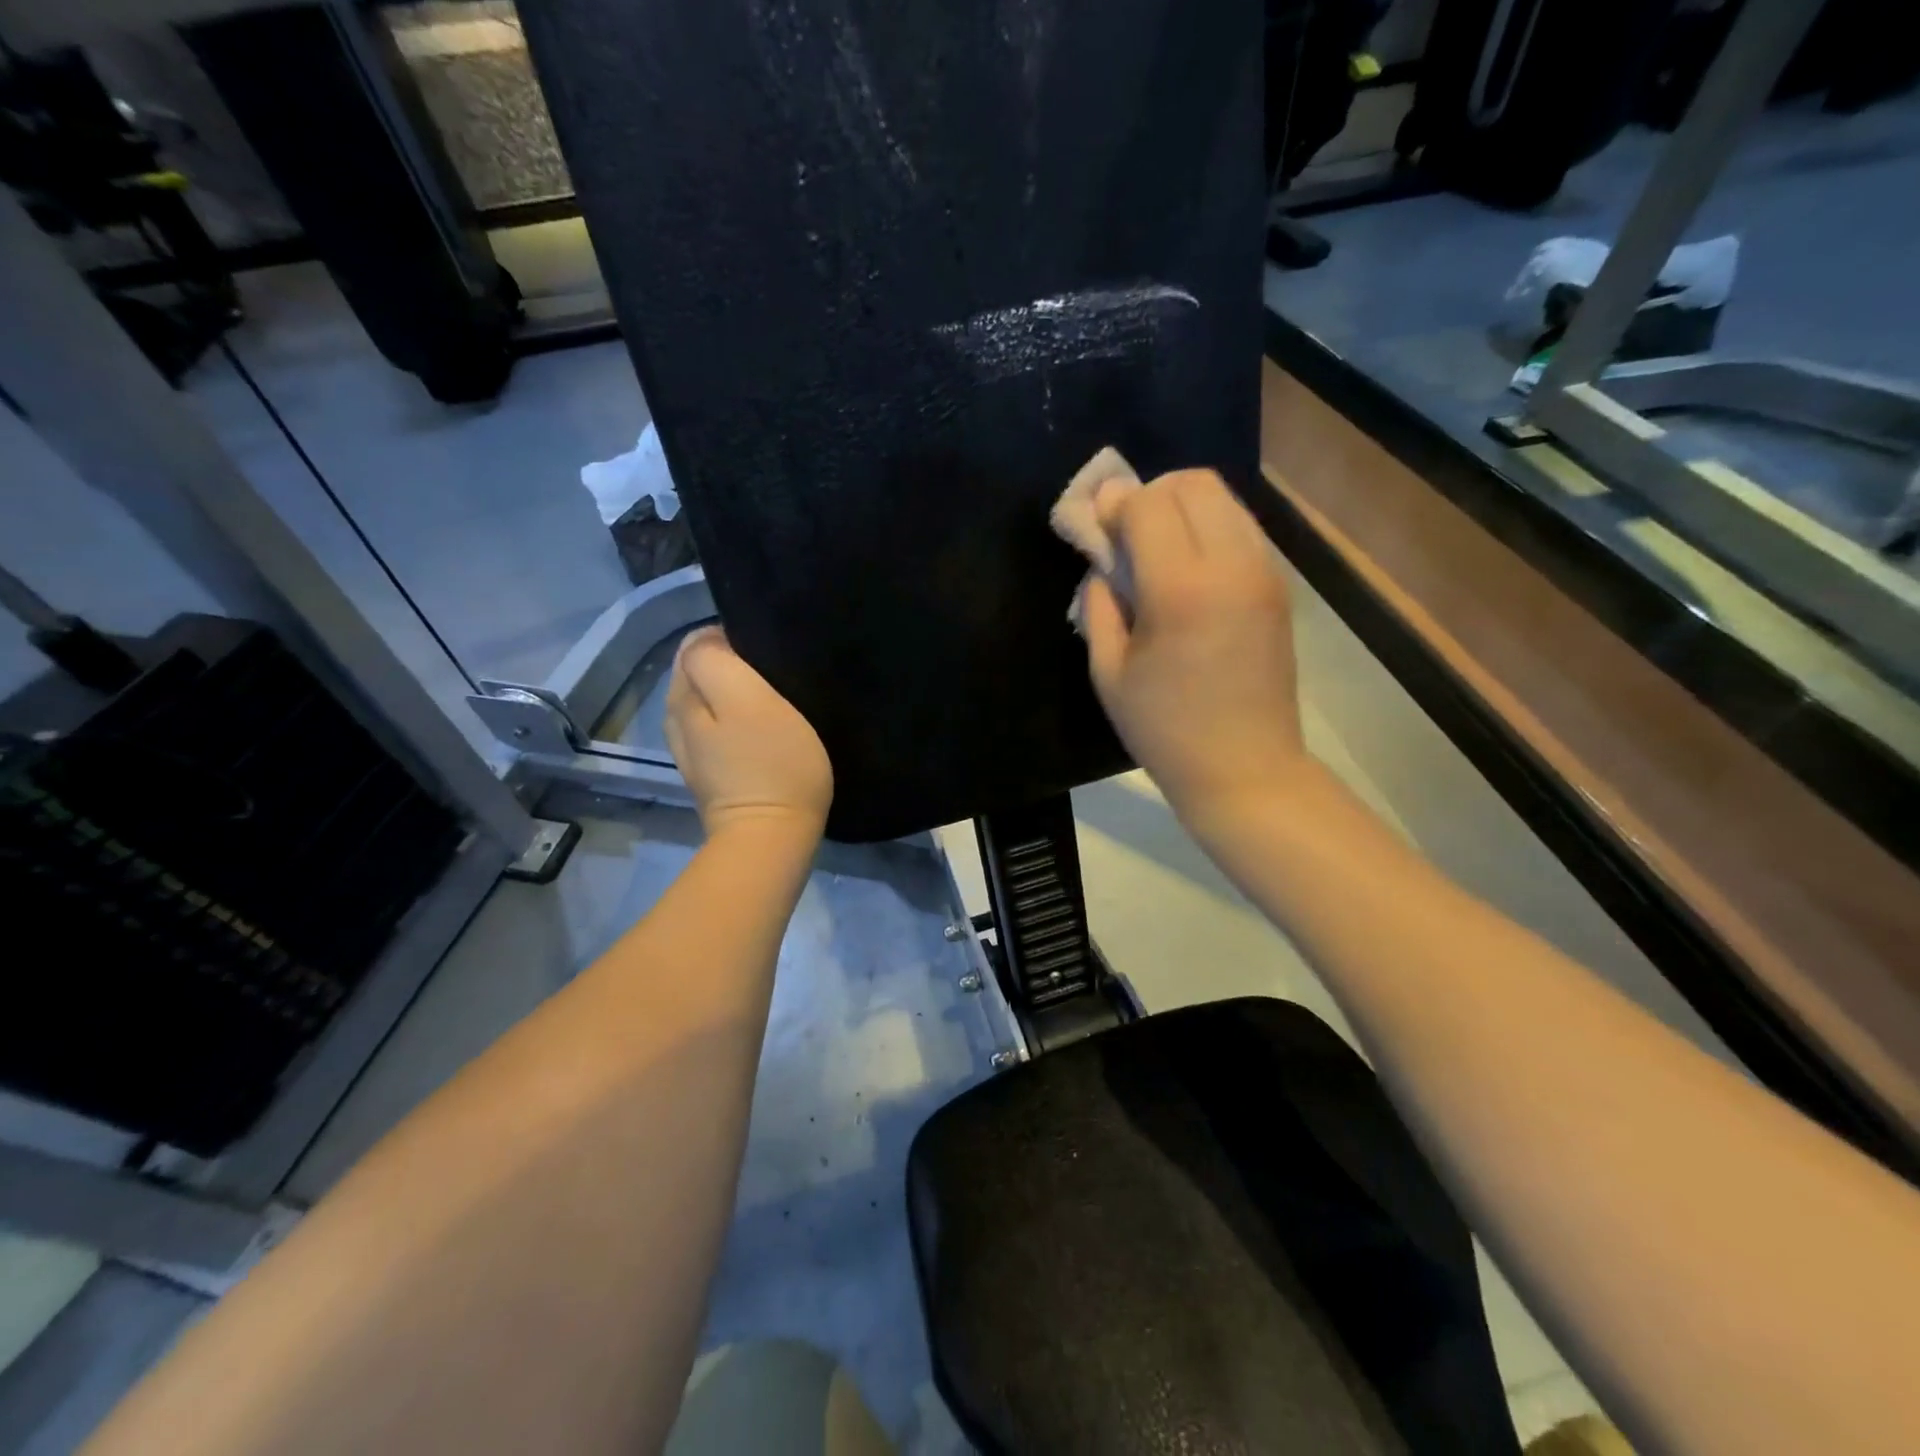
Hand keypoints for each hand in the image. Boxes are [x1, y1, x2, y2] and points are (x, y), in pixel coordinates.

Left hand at [664, 627, 833, 838]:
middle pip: (701, 670)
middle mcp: (677, 719)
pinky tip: (768, 728)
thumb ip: (718, 660)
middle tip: (777, 674)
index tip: (770, 652)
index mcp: (681, 696)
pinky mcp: (714, 771)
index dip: (733, 638)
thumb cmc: (771, 764)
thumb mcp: (748, 699)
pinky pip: (723, 727)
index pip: (697, 642)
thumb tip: (711, 638)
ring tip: (777, 698)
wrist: (773, 838)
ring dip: (739, 692)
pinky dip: (742, 719)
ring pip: (712, 700)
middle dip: (734, 663)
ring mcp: (694, 749)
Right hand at [1081, 470, 1305, 833]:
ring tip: (1156, 550)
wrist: (1245, 767)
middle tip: (1126, 535)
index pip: (1147, 504)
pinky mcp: (1278, 585)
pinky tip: (1188, 569)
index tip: (1095, 527)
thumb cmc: (1165, 730)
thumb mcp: (1109, 673)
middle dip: (1149, 495)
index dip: (1113, 506)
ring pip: (1222, 498)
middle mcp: (1231, 565)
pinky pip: (1240, 527)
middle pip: (1191, 483)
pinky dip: (1208, 528)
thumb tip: (1103, 563)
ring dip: (1181, 507)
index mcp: (1181, 590)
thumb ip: (1099, 605)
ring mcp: (1263, 571)